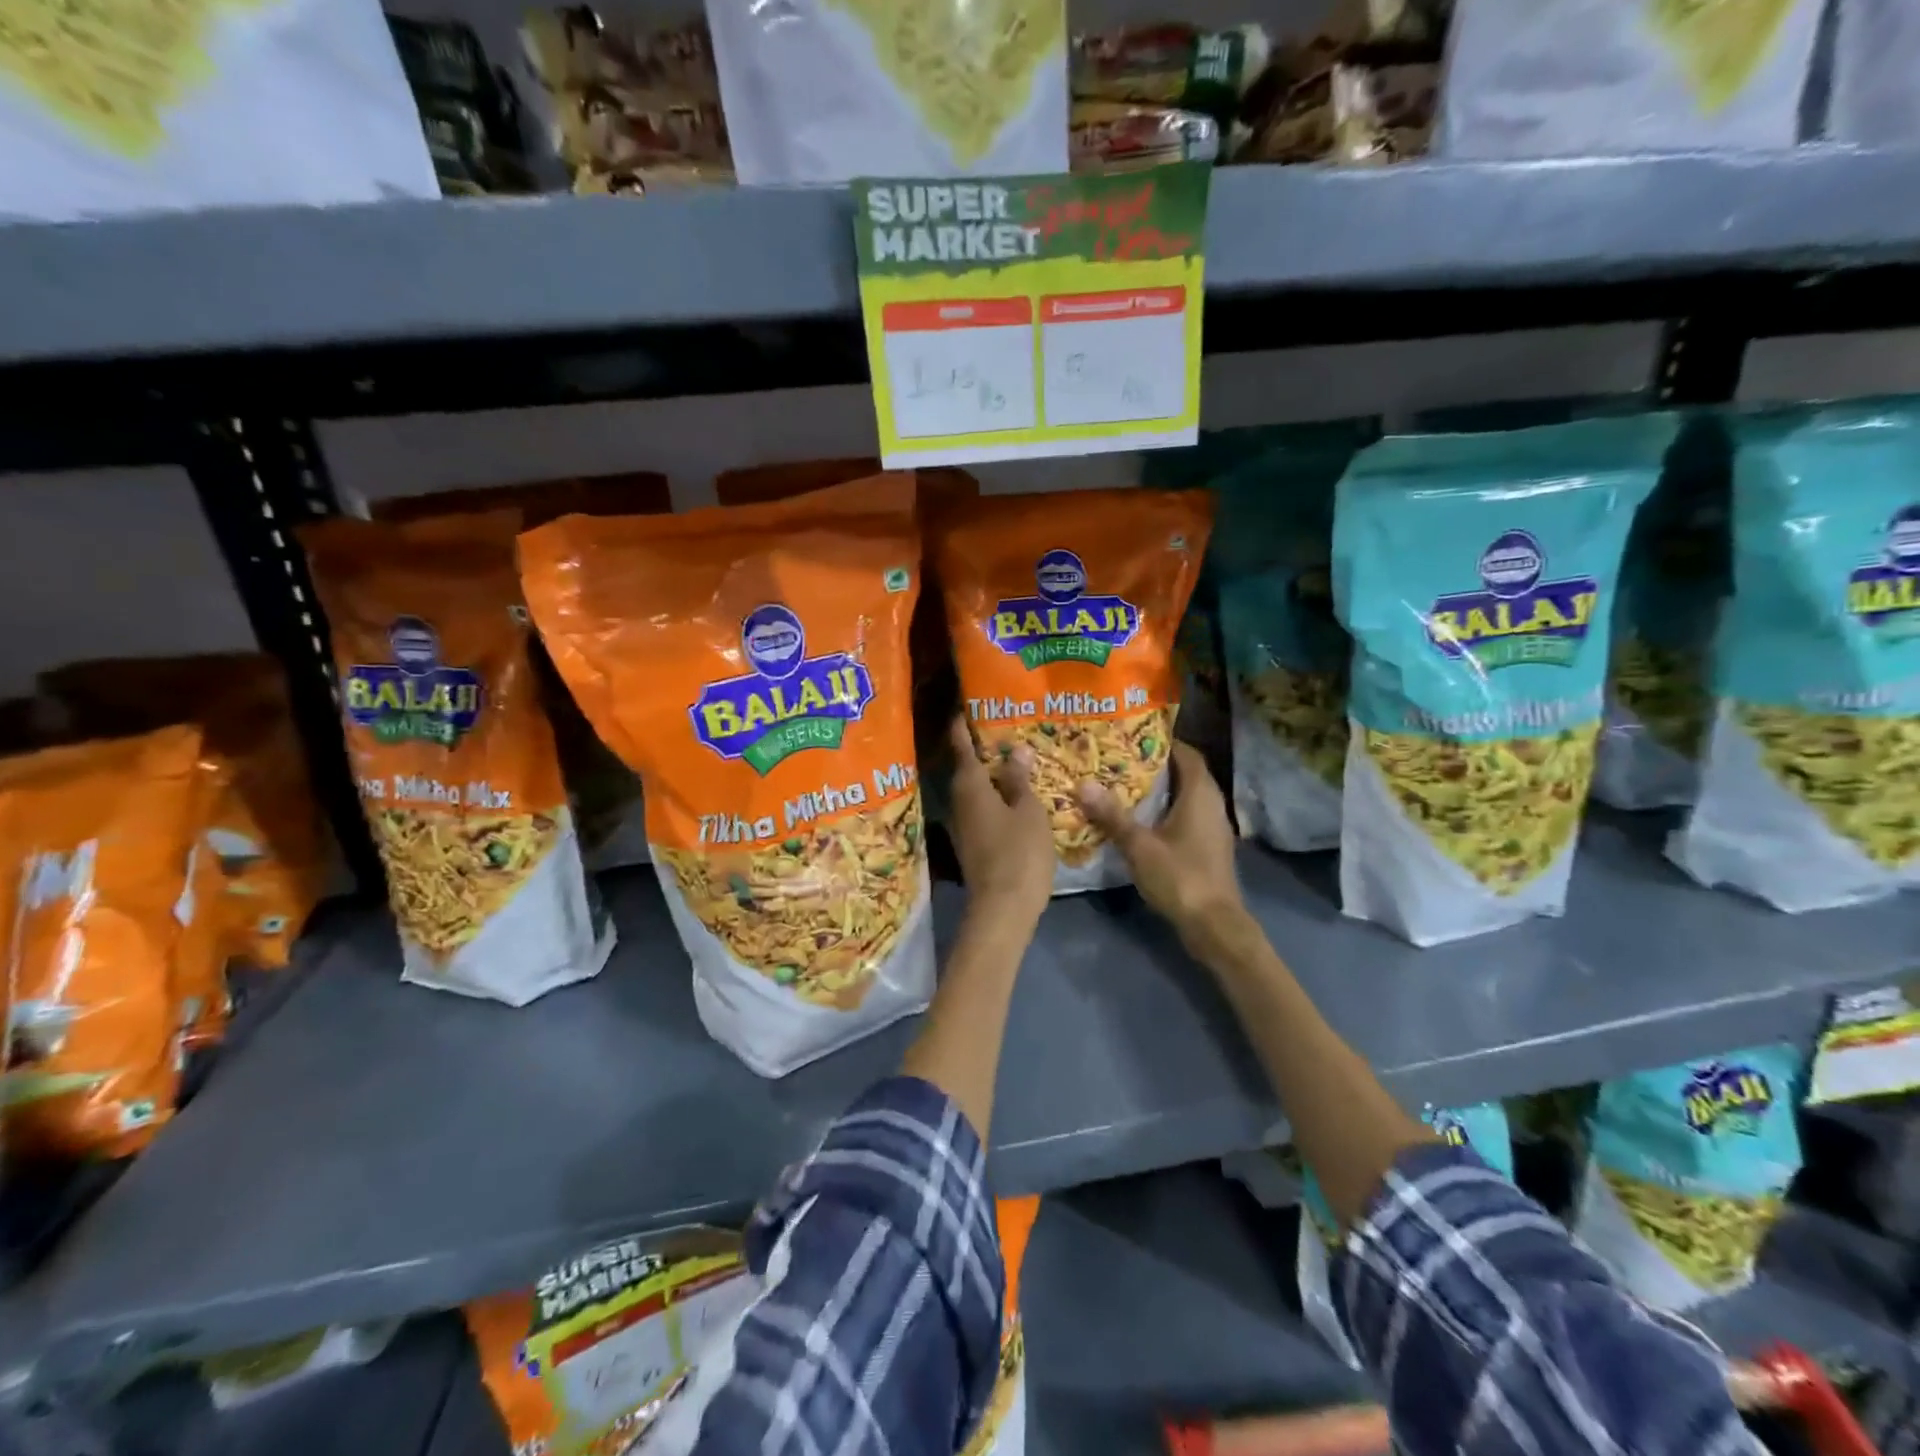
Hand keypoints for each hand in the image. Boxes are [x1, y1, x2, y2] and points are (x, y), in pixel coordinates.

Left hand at [946, 716, 1054, 928]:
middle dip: (980, 749)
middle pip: (966, 768)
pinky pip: (981, 809)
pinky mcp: (972, 844)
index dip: (962, 725)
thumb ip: (1020, 780)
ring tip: (1013, 759)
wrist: (1002, 909)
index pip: (961, 746)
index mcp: (970, 786)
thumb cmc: (1019, 852)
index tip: (964, 706)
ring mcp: (963, 825)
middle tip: (1003, 728)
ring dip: (989, 775)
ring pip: (974, 791)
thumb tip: (1015, 751)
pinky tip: (1013, 796)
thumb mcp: (1028, 811)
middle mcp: (959, 802)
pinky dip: (994, 797)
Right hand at [1078, 742, 1245, 941]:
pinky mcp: (1209, 846)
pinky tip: (1141, 819)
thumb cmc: (1180, 877)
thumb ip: (1112, 815)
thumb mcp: (1139, 845)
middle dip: (1156, 765)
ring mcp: (1213, 827)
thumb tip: (1083, 785)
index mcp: (1200, 794)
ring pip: (1187, 796)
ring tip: (1124, 786)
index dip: (1162, 743)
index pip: (1186, 754)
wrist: (1214, 924)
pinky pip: (1187, 816)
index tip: (1132, 738)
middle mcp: (1212, 804)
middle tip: (1120, 760)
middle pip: (1186, 773)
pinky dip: (1166, 811)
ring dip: (1161, 790)